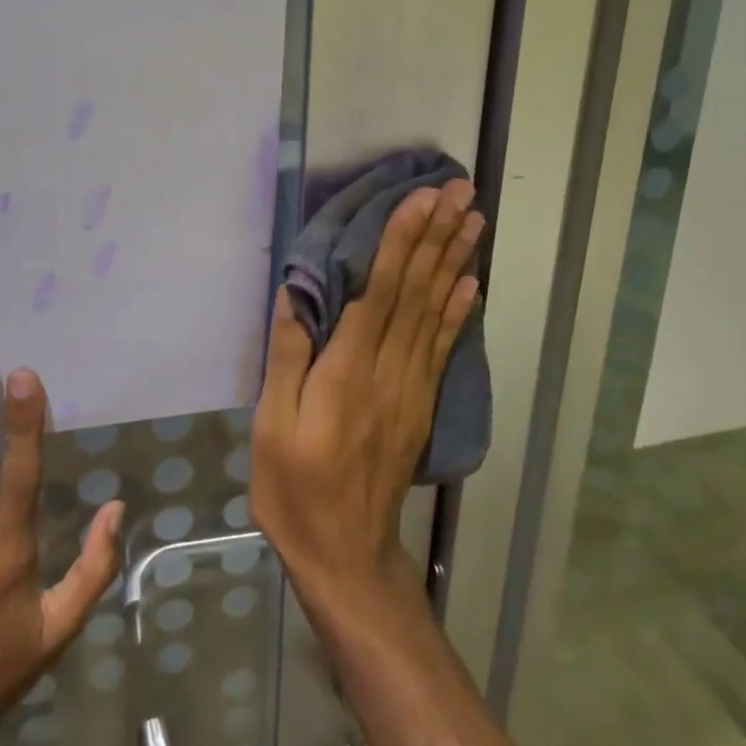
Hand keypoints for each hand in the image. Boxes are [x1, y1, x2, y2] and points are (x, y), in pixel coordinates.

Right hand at [251, 179, 482, 610]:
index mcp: (347, 372)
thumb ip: (287, 357)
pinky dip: (460, 311)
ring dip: (455, 260)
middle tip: (462, 191)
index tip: (421, 199)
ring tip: (474, 219)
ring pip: (436, 311)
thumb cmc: (295, 490)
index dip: (401, 242)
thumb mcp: (271, 427)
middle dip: (438, 236)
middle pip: (417, 292)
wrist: (347, 554)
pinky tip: (472, 282)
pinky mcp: (422, 403)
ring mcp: (412, 387)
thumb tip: (296, 295)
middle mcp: (388, 370)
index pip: (379, 293)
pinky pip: (443, 347)